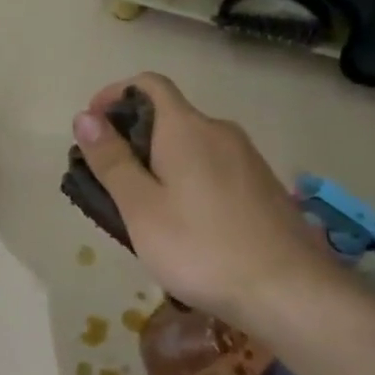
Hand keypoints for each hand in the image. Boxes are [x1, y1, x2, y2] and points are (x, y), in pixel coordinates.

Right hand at [72, 73, 339, 326]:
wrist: (290, 291)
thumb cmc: (201, 248)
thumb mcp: (141, 208)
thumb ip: (112, 160)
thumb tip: (85, 116)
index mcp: (186, 128)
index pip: (148, 83)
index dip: (114, 94)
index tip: (91, 128)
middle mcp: (219, 131)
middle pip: (168, 116)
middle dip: (131, 137)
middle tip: (106, 180)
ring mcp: (246, 158)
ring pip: (190, 145)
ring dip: (158, 162)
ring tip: (140, 208)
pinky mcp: (261, 186)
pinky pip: (212, 167)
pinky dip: (185, 179)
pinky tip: (182, 223)